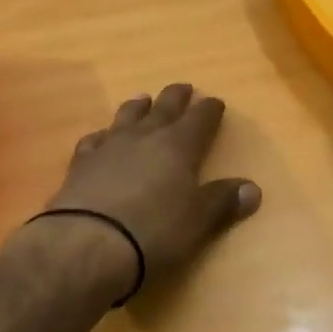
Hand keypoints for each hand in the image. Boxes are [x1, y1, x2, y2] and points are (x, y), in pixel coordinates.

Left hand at [44, 83, 261, 293]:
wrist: (86, 244)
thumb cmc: (153, 232)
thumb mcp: (198, 221)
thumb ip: (222, 202)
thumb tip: (252, 189)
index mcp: (178, 146)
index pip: (200, 119)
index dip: (209, 109)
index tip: (215, 102)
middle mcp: (145, 137)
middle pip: (164, 108)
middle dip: (176, 97)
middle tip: (183, 87)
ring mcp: (109, 147)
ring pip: (127, 116)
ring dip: (138, 107)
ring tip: (143, 99)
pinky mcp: (80, 164)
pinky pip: (93, 140)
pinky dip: (102, 135)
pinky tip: (101, 137)